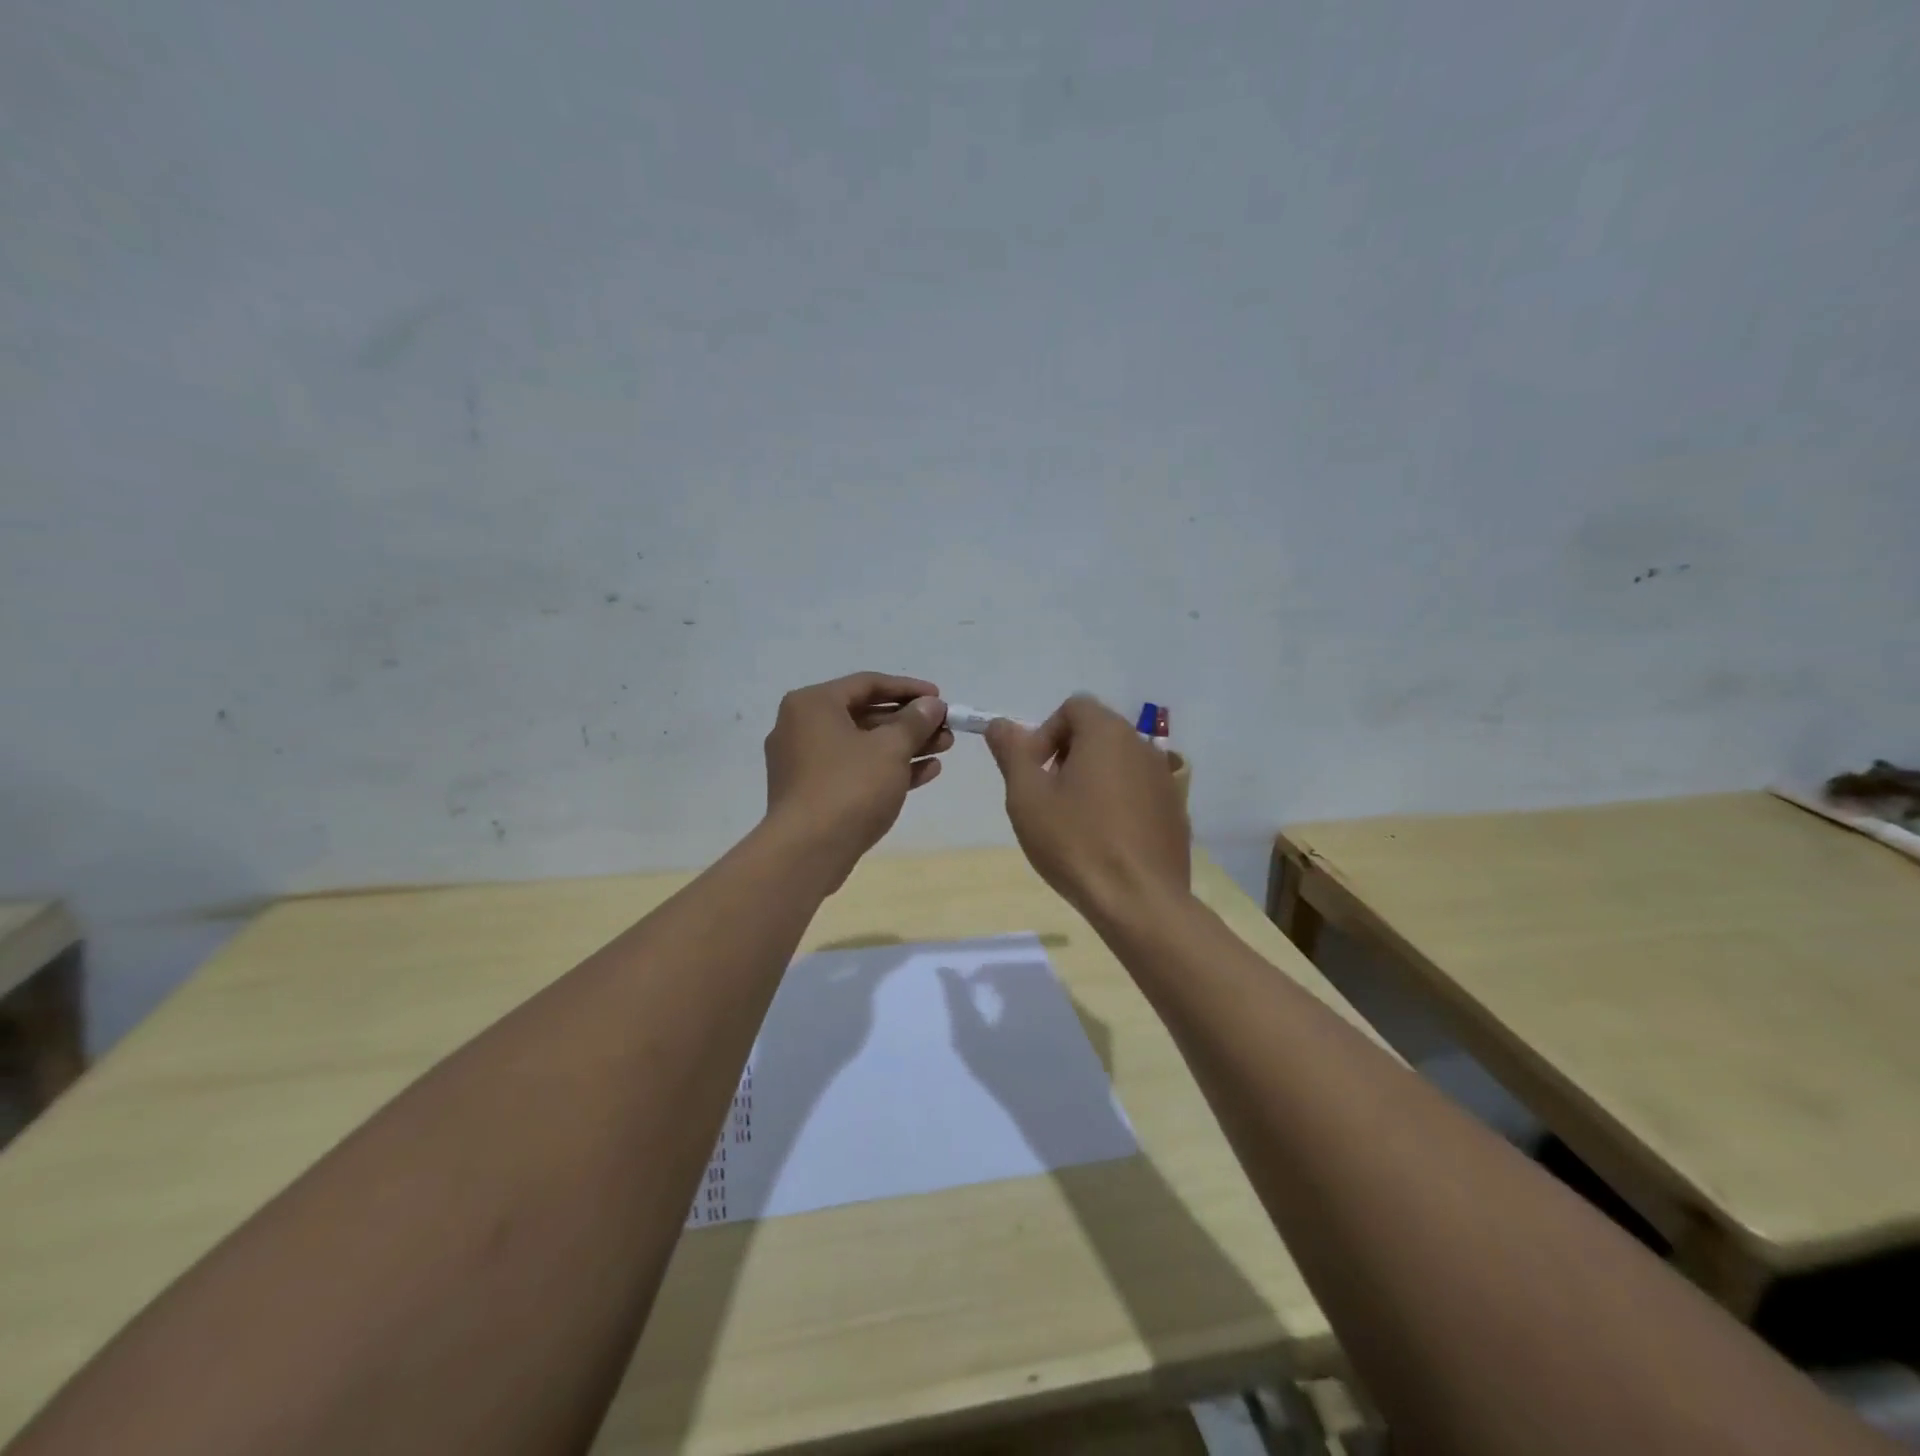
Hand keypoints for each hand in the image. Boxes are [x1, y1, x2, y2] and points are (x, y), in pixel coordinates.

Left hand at [763, 672, 952, 875]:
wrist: (808, 851)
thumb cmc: (850, 786)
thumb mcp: (890, 748)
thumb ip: (915, 722)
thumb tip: (931, 705)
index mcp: (813, 704)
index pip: (867, 683)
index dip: (908, 689)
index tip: (940, 697)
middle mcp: (802, 727)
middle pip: (865, 714)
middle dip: (910, 722)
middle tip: (946, 728)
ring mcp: (805, 762)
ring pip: (863, 745)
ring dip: (904, 746)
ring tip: (944, 748)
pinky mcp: (813, 793)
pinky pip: (855, 770)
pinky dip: (887, 769)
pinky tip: (926, 772)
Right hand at [985, 695, 1188, 919]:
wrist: (1139, 901)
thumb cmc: (1075, 841)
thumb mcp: (1027, 796)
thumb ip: (1012, 753)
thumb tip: (1000, 725)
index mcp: (1107, 733)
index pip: (1073, 707)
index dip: (1045, 733)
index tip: (1033, 772)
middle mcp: (1142, 746)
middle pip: (1097, 733)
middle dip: (1067, 756)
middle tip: (1048, 798)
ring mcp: (1164, 779)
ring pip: (1118, 764)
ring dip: (1092, 780)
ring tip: (1075, 823)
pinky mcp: (1175, 811)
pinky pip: (1138, 792)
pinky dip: (1118, 803)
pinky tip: (1106, 841)